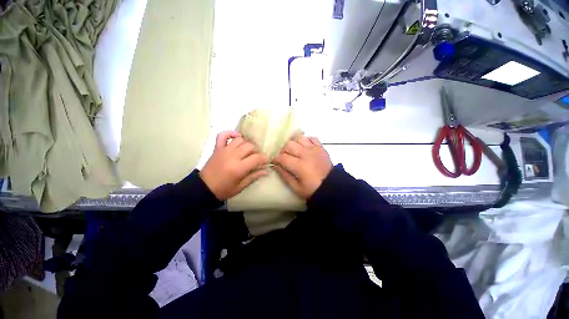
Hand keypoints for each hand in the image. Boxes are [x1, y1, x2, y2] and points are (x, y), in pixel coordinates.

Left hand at [199, 131, 268, 199]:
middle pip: (250, 146)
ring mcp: (224, 150)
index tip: (266, 161)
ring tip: (248, 150)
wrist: (203, 188)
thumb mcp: (240, 187)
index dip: (264, 159)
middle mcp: (232, 156)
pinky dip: (231, 133)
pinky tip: (237, 137)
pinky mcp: (217, 148)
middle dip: (257, 151)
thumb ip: (253, 177)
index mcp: (238, 168)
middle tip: (257, 158)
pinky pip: (223, 135)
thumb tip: (266, 171)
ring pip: (240, 140)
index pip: (257, 158)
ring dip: (247, 143)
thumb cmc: (223, 190)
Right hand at [273, 135, 332, 198]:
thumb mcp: (296, 187)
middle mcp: (306, 154)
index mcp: (299, 166)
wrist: (332, 187)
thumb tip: (276, 166)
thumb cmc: (312, 189)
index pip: (282, 157)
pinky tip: (305, 148)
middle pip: (289, 144)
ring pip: (299, 138)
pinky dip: (306, 140)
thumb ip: (285, 176)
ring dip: (294, 144)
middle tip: (285, 157)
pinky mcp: (321, 148)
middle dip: (283, 150)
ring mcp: (314, 149)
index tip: (275, 162)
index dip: (276, 159)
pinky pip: (312, 138)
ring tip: (295, 151)